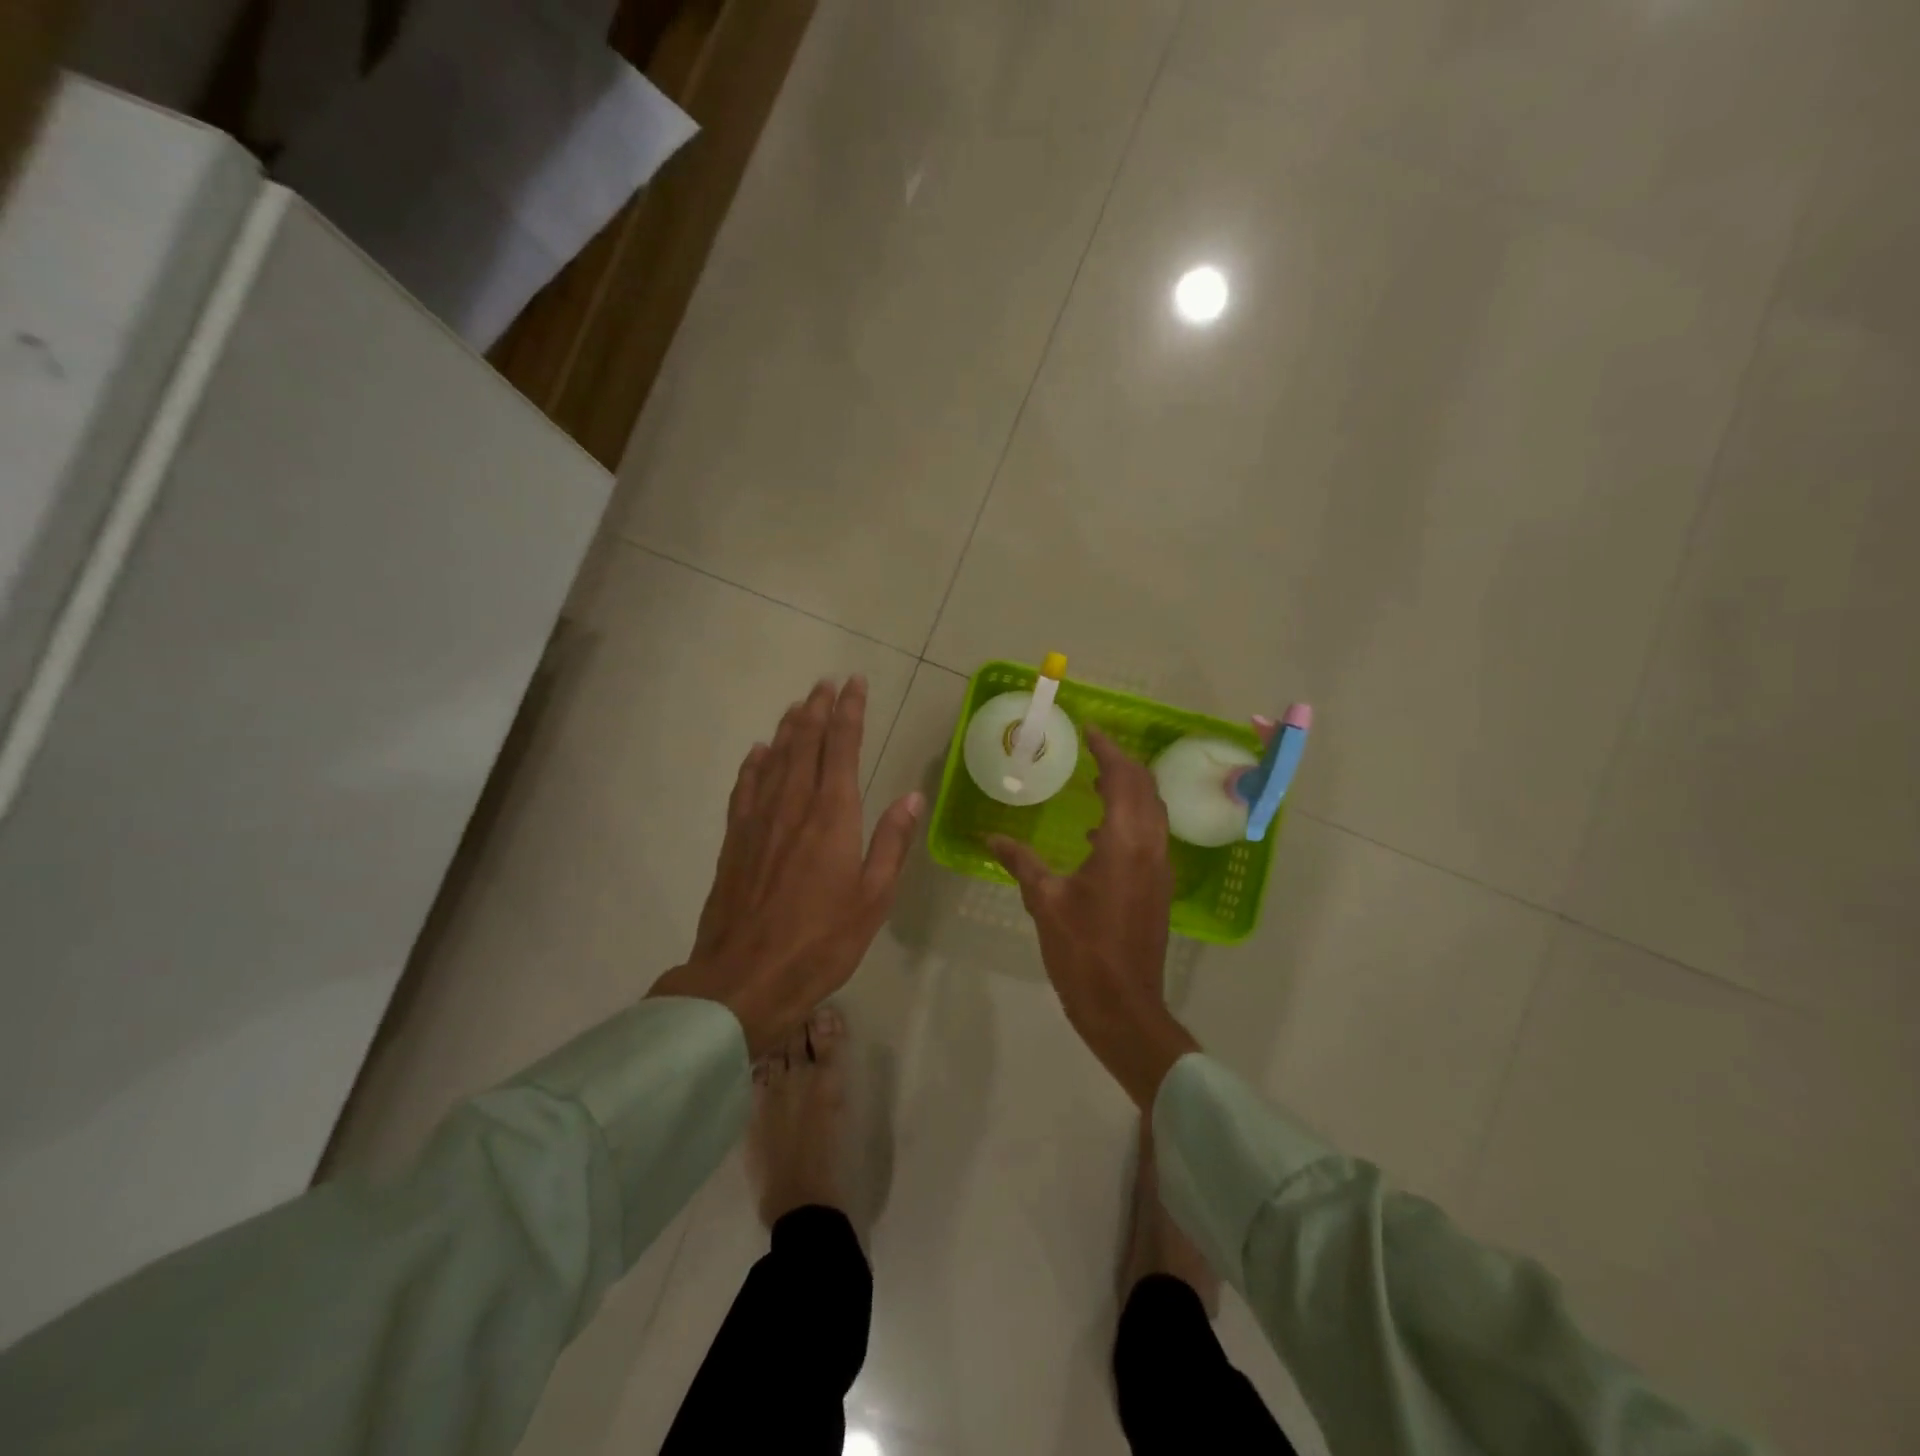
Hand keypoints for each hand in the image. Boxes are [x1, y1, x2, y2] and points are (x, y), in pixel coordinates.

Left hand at [651, 677, 923, 1056]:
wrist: (745, 978)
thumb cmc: (821, 942)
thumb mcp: (873, 898)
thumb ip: (891, 843)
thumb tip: (911, 797)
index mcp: (832, 816)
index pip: (841, 748)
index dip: (850, 712)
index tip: (855, 684)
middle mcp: (793, 806)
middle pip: (804, 743)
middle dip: (818, 709)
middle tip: (826, 683)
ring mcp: (759, 821)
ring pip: (774, 759)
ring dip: (788, 728)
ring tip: (798, 705)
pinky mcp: (735, 841)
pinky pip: (744, 789)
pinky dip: (753, 765)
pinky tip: (757, 753)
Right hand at [990, 729, 1198, 1107]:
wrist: (1124, 1006)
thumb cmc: (1083, 950)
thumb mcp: (1045, 901)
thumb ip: (1020, 862)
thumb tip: (990, 837)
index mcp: (1124, 842)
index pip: (1123, 778)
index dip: (1108, 750)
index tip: (1089, 730)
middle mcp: (1150, 846)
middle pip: (1145, 788)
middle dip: (1122, 763)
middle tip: (1092, 750)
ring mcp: (1160, 868)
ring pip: (1153, 811)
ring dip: (1129, 789)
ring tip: (1095, 781)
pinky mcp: (1159, 887)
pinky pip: (1150, 835)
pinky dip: (1130, 818)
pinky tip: (1097, 834)